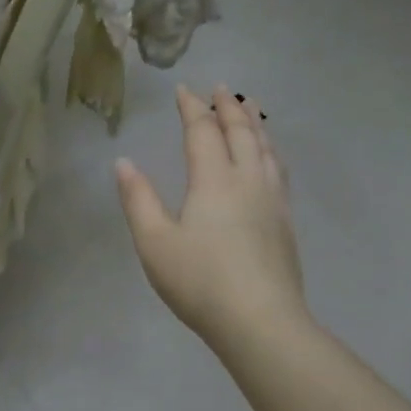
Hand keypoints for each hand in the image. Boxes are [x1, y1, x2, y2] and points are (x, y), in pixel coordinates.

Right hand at [115, 85, 308, 348]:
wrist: (261, 321)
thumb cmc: (200, 281)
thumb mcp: (154, 242)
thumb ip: (138, 199)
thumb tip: (124, 162)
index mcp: (213, 180)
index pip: (202, 132)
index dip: (191, 108)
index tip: (184, 90)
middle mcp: (247, 180)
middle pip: (241, 133)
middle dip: (228, 107)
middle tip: (220, 89)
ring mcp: (272, 200)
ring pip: (265, 149)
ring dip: (255, 124)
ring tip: (251, 108)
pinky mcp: (285, 222)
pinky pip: (278, 170)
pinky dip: (270, 150)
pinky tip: (270, 158)